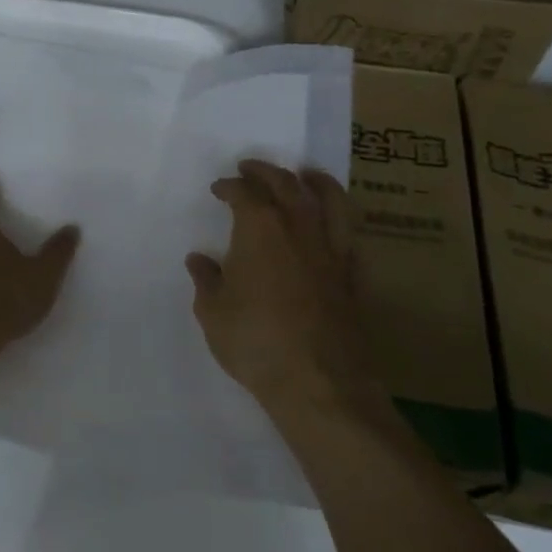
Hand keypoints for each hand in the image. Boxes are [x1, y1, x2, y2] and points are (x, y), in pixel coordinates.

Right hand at [187, 160, 381, 416]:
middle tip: (251, 168)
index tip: (219, 188)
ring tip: (306, 174)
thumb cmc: (256, 342)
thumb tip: (199, 260)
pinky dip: (341, 220)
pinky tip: (334, 224)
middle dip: (265, 171)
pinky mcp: (352, 275)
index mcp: (260, 228)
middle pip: (286, 184)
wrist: (319, 383)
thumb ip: (206, 281)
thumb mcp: (214, 313)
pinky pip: (351, 235)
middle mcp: (299, 227)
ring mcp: (331, 249)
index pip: (244, 193)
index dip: (230, 186)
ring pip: (330, 200)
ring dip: (316, 181)